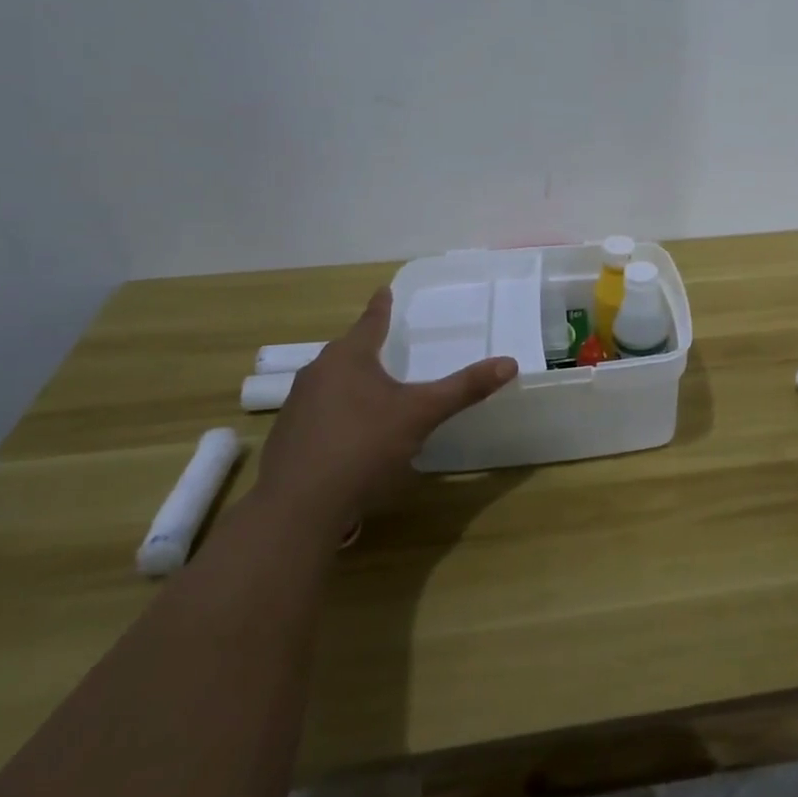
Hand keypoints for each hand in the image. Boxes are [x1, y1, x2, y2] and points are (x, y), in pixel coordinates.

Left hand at [255, 288, 515, 538]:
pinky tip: (351, 433)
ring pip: (331, 382)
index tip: (384, 289)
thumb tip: (510, 363)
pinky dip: (337, 412)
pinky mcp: (287, 437)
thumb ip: (464, 388)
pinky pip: (319, 411)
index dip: (382, 307)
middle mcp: (317, 373)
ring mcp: (297, 406)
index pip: (371, 322)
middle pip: (347, 351)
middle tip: (387, 343)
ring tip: (373, 388)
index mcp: (348, 357)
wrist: (298, 506)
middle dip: (367, 347)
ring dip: (351, 381)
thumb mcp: (421, 414)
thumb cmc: (364, 446)